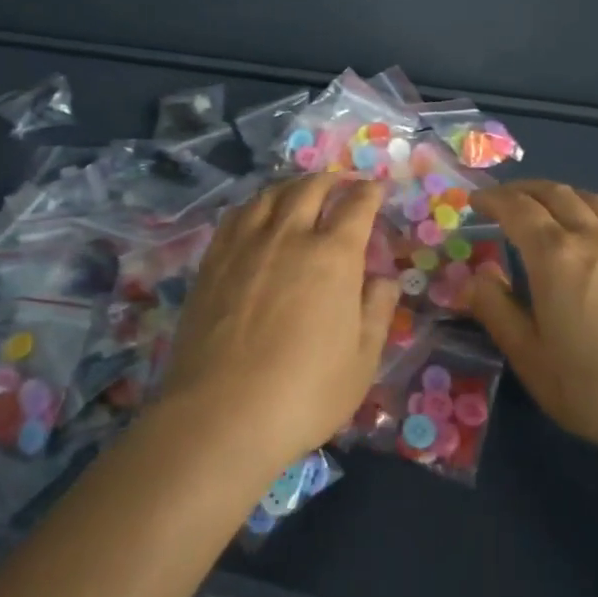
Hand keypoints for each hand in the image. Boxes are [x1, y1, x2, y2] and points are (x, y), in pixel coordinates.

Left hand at [162, 175, 401, 471]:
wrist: (221, 415)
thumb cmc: (304, 393)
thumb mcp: (362, 361)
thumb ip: (376, 311)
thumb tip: (384, 279)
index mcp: (333, 255)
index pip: (357, 205)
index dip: (370, 192)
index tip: (377, 189)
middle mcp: (290, 235)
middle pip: (311, 188)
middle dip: (331, 181)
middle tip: (340, 186)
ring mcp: (246, 244)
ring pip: (271, 194)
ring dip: (292, 186)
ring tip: (299, 193)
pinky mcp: (213, 260)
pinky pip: (237, 214)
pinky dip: (256, 204)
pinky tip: (257, 216)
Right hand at [467, 181, 597, 467]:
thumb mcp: (532, 360)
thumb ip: (498, 313)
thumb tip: (475, 277)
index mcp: (555, 257)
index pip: (517, 209)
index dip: (493, 199)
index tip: (475, 200)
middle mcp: (592, 237)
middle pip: (555, 194)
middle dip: (524, 190)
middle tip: (504, 200)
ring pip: (592, 199)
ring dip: (563, 194)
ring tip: (548, 206)